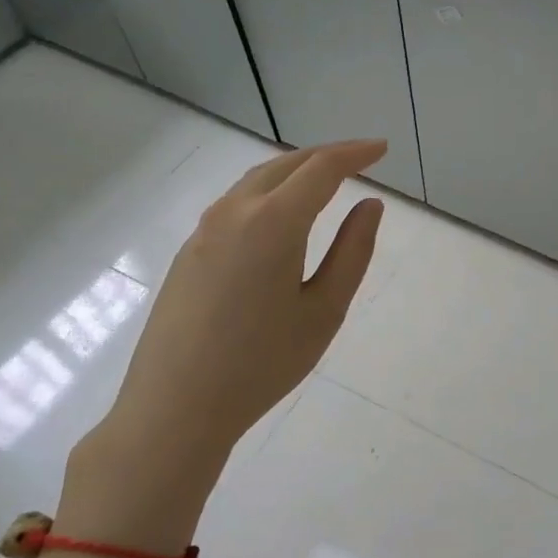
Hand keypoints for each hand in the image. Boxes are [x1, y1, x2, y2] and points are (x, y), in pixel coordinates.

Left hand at [62, 140, 386, 544]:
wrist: (175, 407)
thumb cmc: (263, 363)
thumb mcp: (325, 310)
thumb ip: (353, 251)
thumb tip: (371, 206)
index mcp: (274, 223)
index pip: (321, 169)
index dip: (355, 154)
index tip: (382, 150)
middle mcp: (234, 212)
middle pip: (285, 164)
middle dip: (326, 155)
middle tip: (361, 159)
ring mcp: (204, 230)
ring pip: (256, 180)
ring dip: (294, 171)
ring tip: (325, 180)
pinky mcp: (189, 251)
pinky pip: (236, 203)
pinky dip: (269, 191)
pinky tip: (282, 215)